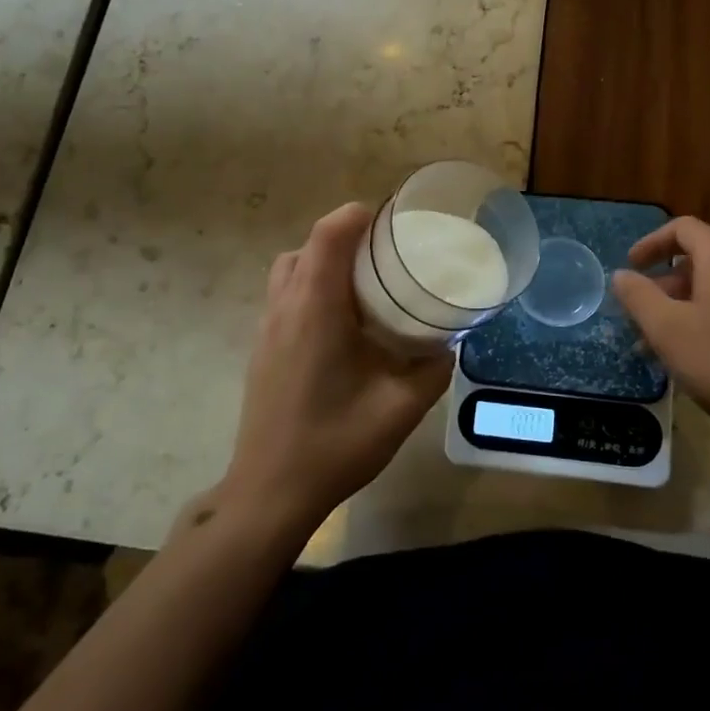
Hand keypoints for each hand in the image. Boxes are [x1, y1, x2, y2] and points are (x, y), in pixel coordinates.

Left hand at [224, 203, 452, 535]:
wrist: (270, 493)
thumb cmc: (335, 444)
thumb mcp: (401, 408)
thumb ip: (432, 369)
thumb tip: (448, 344)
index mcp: (315, 310)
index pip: (328, 235)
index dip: (356, 217)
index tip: (389, 222)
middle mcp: (285, 308)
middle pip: (308, 248)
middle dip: (344, 239)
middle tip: (384, 257)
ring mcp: (267, 329)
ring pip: (290, 271)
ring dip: (323, 264)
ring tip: (363, 287)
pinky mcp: (261, 350)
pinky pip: (284, 297)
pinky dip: (311, 289)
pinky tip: (341, 327)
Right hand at [610, 217, 709, 455]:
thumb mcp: (669, 331)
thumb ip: (639, 297)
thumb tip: (622, 275)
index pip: (683, 228)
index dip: (651, 243)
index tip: (631, 269)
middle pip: (700, 259)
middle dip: (664, 284)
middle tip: (641, 317)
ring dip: (684, 307)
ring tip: (664, 345)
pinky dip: (709, 319)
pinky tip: (699, 357)